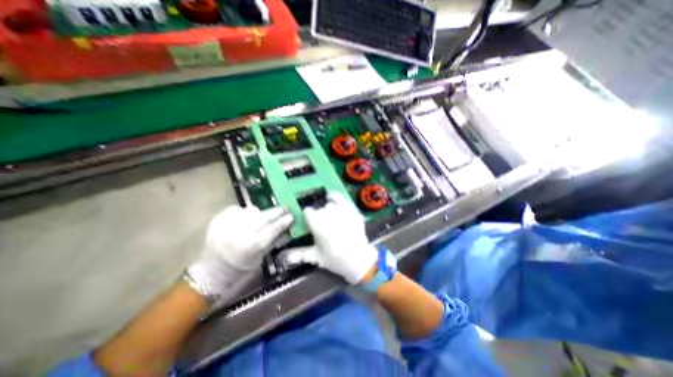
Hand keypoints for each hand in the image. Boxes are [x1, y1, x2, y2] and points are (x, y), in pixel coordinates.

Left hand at [189, 204, 295, 303]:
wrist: (212, 269)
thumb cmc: (240, 267)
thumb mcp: (261, 257)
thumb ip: (274, 242)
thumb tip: (289, 230)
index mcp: (253, 245)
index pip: (274, 228)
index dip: (284, 221)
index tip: (291, 215)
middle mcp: (241, 233)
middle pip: (264, 217)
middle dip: (277, 212)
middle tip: (285, 208)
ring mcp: (229, 224)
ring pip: (252, 210)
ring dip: (260, 213)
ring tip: (262, 217)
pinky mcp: (219, 219)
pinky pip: (238, 209)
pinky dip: (244, 212)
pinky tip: (244, 219)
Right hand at [284, 193, 376, 283]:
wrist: (359, 260)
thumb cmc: (336, 260)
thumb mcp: (317, 258)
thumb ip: (299, 254)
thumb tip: (281, 256)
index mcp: (321, 229)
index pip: (309, 213)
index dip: (308, 217)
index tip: (310, 222)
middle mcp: (332, 218)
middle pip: (320, 209)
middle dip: (319, 216)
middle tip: (321, 224)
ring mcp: (344, 213)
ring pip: (330, 204)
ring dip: (328, 210)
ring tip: (331, 219)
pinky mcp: (353, 211)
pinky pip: (342, 199)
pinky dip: (336, 197)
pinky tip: (332, 199)